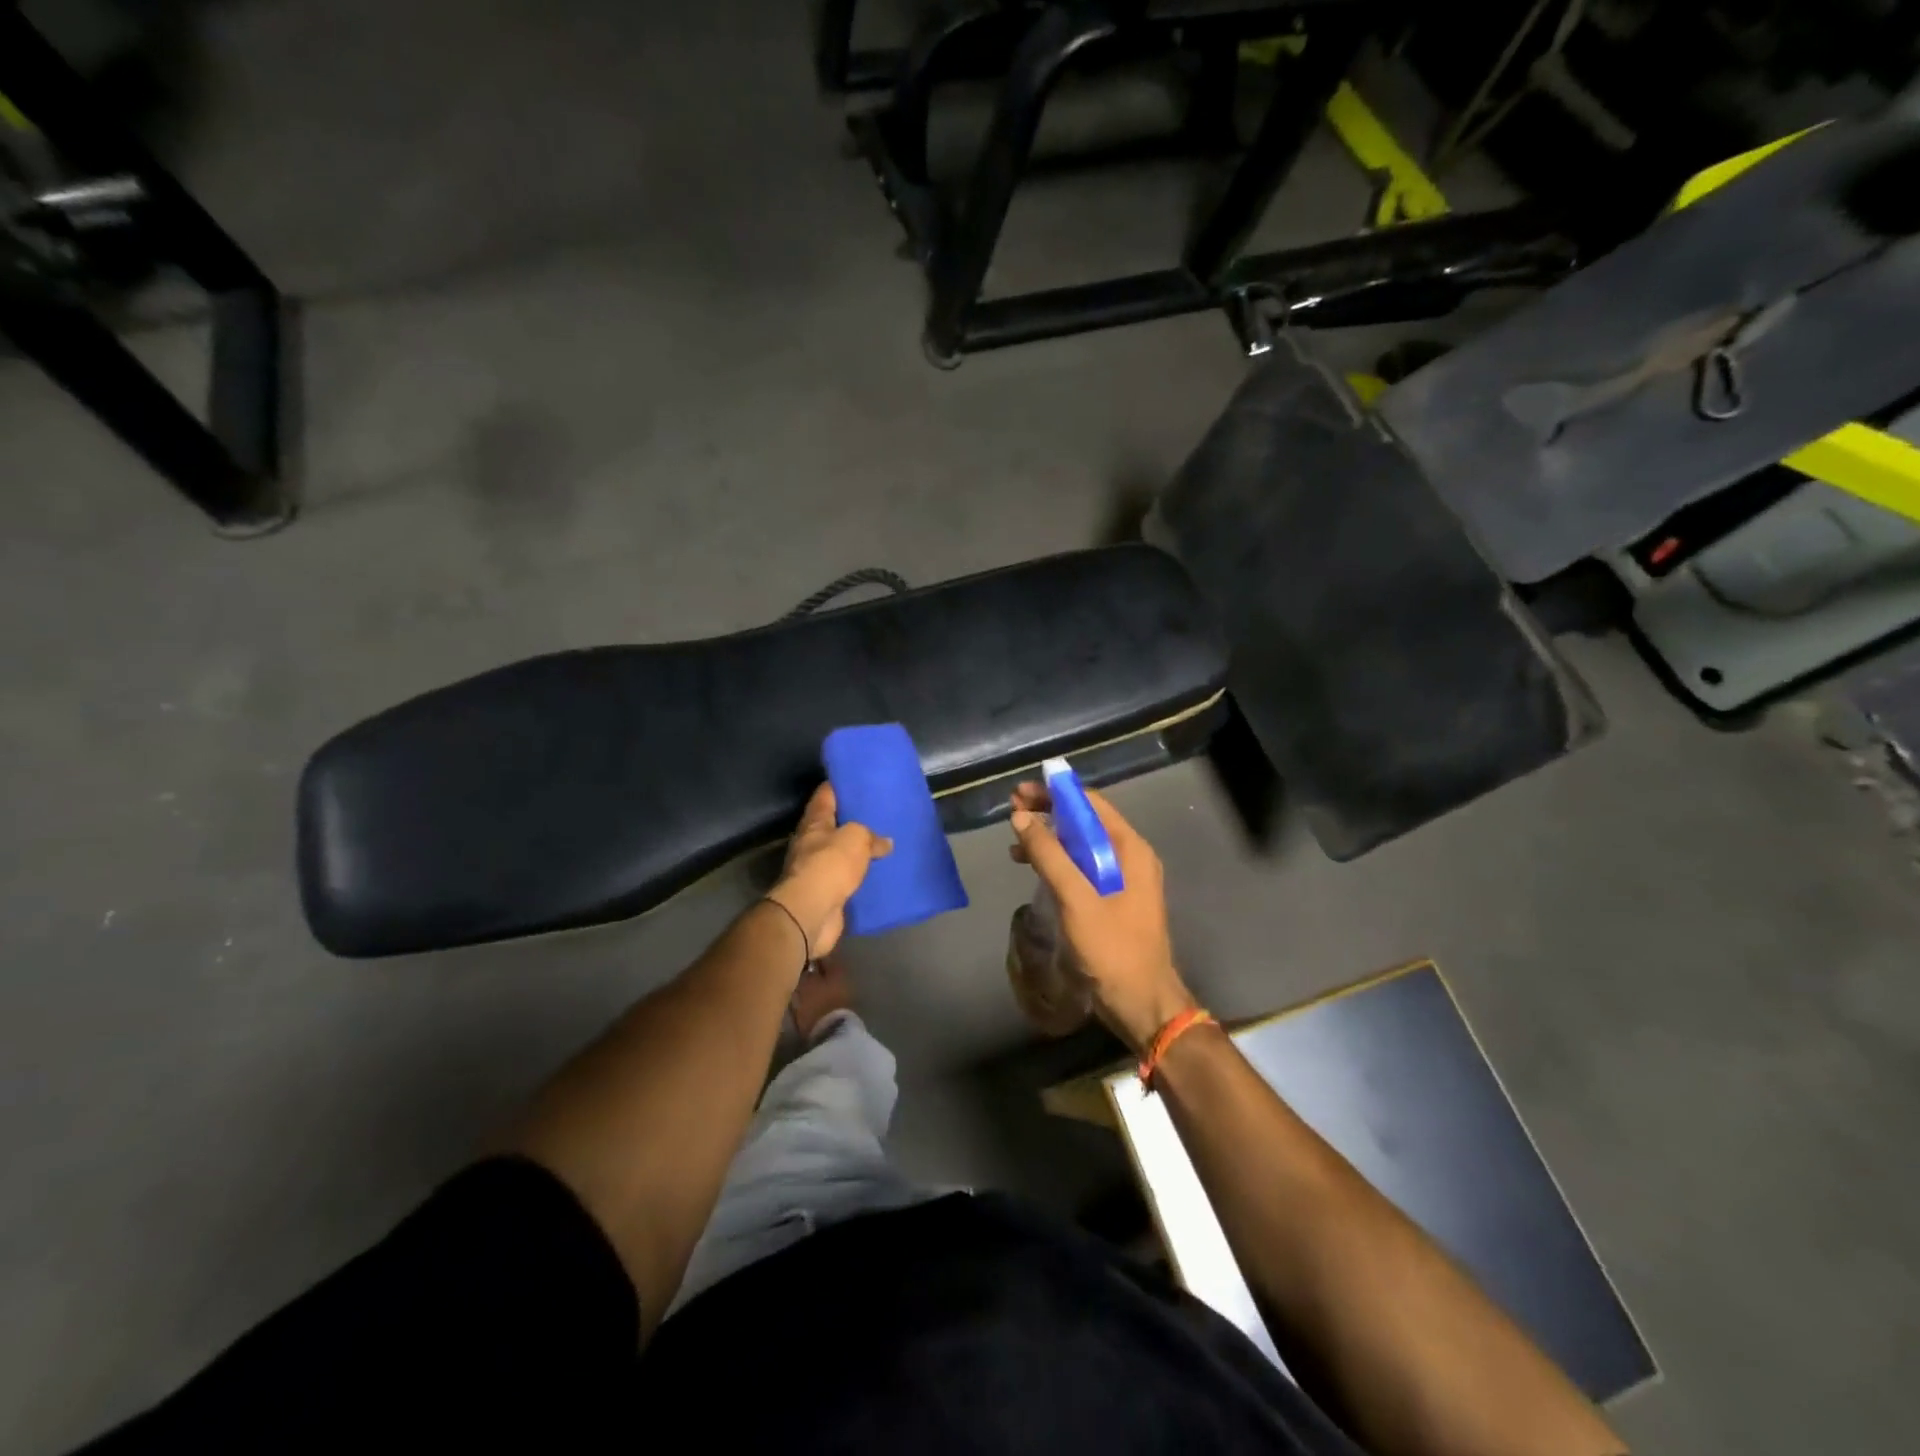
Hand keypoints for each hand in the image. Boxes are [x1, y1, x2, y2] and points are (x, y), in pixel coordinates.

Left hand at [767, 783, 891, 960]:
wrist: (812, 912)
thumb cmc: (830, 864)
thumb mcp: (856, 837)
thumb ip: (871, 836)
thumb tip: (885, 842)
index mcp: (814, 822)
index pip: (825, 795)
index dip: (839, 785)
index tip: (858, 779)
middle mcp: (811, 843)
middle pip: (832, 824)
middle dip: (852, 819)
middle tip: (878, 812)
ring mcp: (817, 869)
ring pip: (840, 853)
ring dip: (856, 850)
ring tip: (882, 843)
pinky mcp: (826, 893)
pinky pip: (846, 878)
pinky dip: (859, 875)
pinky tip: (877, 873)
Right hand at [1009, 784, 1195, 1053]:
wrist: (1141, 1003)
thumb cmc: (1113, 949)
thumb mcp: (1077, 899)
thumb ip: (1050, 855)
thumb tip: (1021, 817)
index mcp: (1130, 849)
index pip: (1090, 804)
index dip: (1055, 793)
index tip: (1021, 792)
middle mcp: (1129, 857)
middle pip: (1085, 821)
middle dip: (1049, 813)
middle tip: (1012, 811)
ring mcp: (1122, 879)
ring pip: (1081, 845)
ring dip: (1050, 839)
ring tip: (1015, 841)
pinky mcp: (1111, 900)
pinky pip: (1082, 869)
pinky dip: (1057, 863)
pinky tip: (1033, 869)